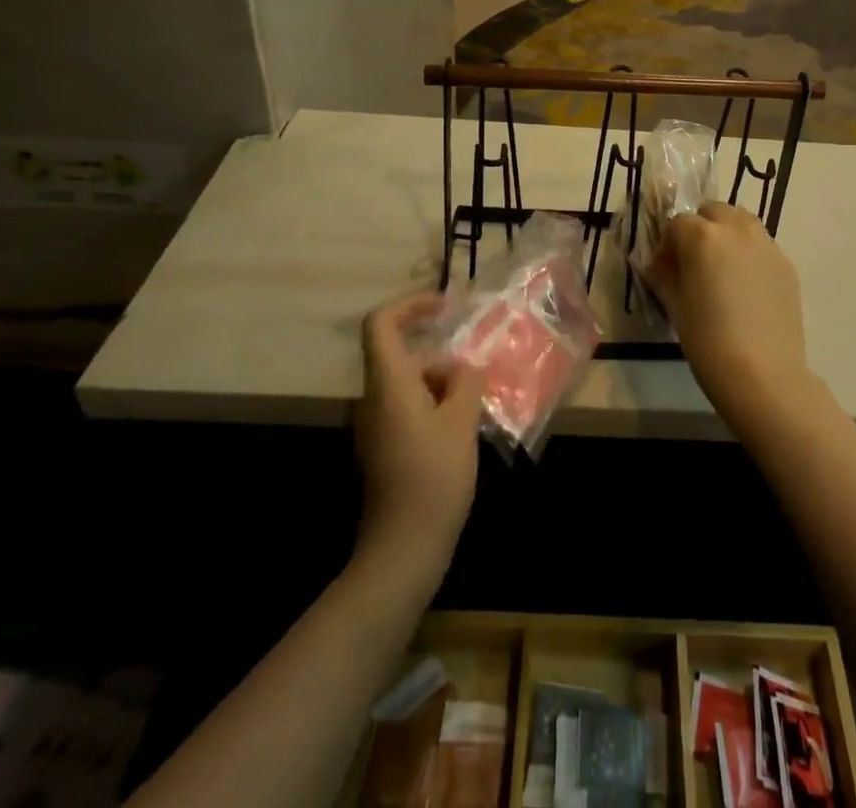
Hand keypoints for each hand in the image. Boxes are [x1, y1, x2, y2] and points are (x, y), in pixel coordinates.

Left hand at [354, 294, 482, 568]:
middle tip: (480, 377)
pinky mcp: (386, 451)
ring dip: (445, 387)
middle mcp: (375, 400)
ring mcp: (377, 428)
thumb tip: (464, 367)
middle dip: (443, 360)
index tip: (445, 307)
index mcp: (388, 385)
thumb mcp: (461, 422)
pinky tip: (464, 431)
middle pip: (404, 358)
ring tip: (479, 406)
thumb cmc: (433, 478)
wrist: (403, 550)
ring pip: (411, 387)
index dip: (411, 305)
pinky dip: (437, 409)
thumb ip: (465, 382)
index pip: (382, 325)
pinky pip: (411, 411)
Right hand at [648, 203, 812, 428]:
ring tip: (721, 271)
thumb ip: (665, 276)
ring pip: (741, 223)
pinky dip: (748, 255)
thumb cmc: (707, 340)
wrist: (763, 374)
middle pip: (713, 212)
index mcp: (703, 236)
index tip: (664, 270)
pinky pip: (761, 246)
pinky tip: (745, 289)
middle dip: (699, 229)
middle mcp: (737, 230)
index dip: (667, 245)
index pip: (677, 224)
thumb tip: (660, 265)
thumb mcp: (675, 306)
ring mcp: (766, 245)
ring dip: (726, 235)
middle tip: (693, 264)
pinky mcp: (786, 265)